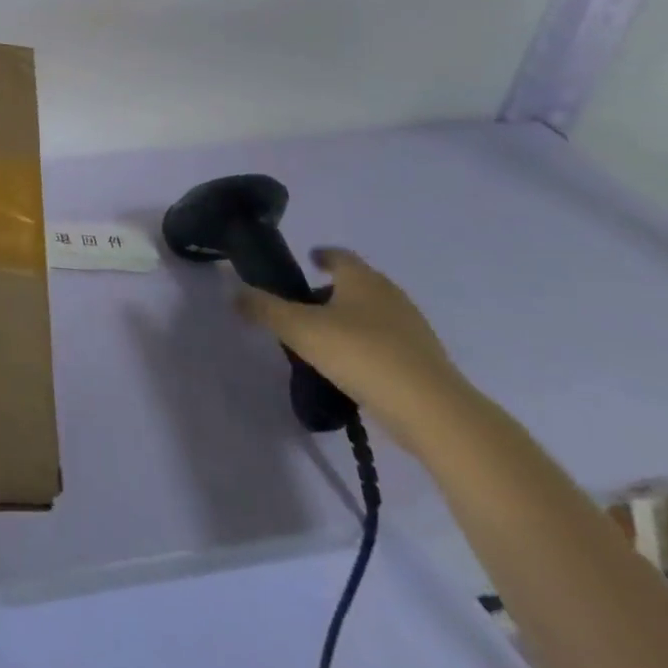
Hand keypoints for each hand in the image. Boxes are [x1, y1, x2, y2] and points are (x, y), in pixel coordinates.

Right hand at [234, 247, 474, 451]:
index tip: (307, 261)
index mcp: (362, 279)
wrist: (433, 412)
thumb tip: (234, 293)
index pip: (339, 255)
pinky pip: (388, 343)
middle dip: (333, 290)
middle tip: (305, 304)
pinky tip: (352, 367)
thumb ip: (263, 309)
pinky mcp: (425, 362)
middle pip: (358, 284)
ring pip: (375, 314)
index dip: (321, 256)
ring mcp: (413, 329)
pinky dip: (369, 346)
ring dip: (352, 320)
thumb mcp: (299, 329)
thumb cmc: (361, 354)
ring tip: (325, 338)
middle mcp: (390, 295)